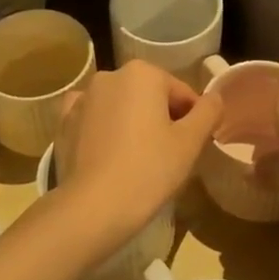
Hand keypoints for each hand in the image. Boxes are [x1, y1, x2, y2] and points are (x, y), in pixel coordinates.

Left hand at [51, 60, 223, 256]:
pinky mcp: (64, 122)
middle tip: (169, 156)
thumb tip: (214, 98)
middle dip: (161, 119)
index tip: (194, 147)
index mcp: (143, 73)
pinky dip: (103, 130)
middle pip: (149, 96)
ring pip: (120, 107)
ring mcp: (82, 98)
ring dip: (132, 123)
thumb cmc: (149, 169)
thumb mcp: (191, 142)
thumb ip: (208, 113)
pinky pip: (93, 119)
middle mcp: (109, 75)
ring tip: (138, 159)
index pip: (181, 93)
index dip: (193, 120)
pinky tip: (109, 153)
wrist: (93, 206)